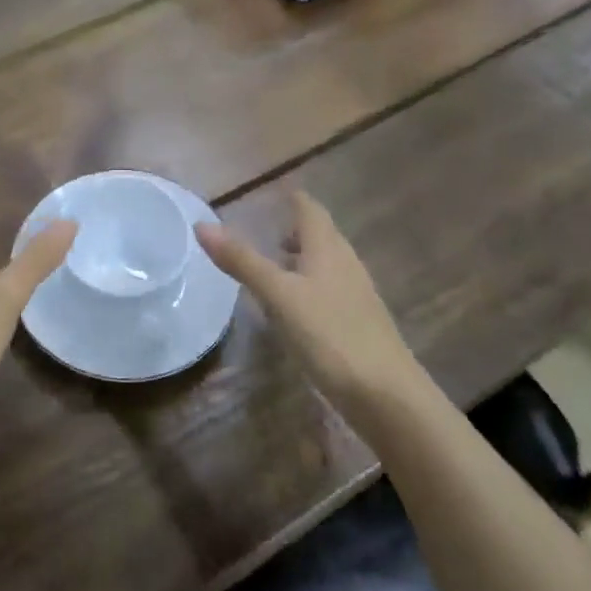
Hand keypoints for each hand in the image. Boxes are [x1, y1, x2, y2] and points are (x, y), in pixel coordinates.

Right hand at [196, 190, 421, 417]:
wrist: (388, 396)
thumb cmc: (330, 335)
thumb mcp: (278, 296)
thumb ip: (242, 261)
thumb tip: (202, 224)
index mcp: (328, 249)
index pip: (310, 210)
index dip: (292, 199)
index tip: (273, 193)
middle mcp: (346, 264)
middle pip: (321, 235)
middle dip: (296, 228)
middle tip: (268, 229)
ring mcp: (356, 295)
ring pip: (327, 264)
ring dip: (303, 258)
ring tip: (275, 266)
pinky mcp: (359, 324)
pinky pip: (330, 291)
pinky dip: (309, 286)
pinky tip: (295, 308)